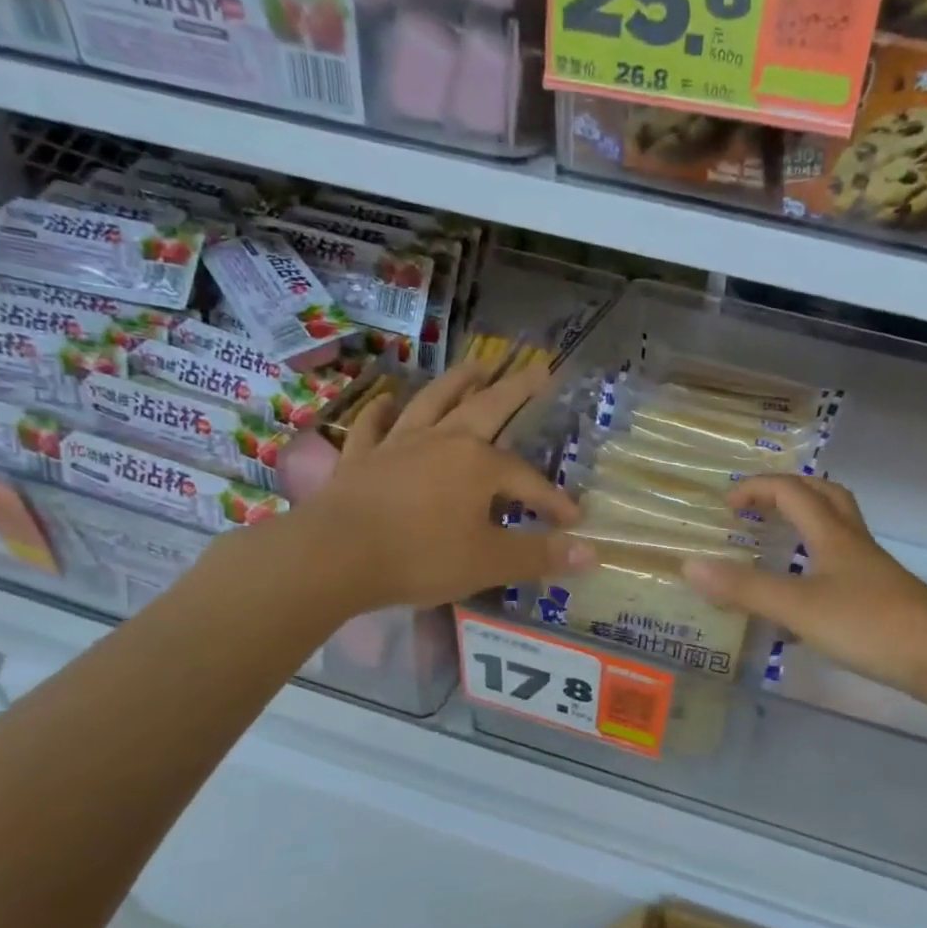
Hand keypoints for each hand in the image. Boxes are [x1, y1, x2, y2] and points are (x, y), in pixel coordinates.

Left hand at [272, 358, 587, 615]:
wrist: (334, 556)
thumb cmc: (421, 557)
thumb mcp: (490, 562)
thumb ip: (540, 555)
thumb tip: (592, 552)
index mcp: (478, 465)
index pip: (528, 481)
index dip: (553, 501)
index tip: (572, 520)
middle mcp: (443, 442)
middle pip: (486, 408)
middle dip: (516, 389)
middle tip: (539, 368)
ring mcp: (398, 445)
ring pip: (433, 403)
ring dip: (456, 382)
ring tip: (476, 365)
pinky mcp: (361, 458)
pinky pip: (374, 426)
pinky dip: (382, 411)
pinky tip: (387, 400)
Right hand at [681, 475, 926, 705]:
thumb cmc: (870, 624)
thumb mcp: (799, 606)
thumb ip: (745, 588)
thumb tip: (689, 565)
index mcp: (832, 535)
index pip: (792, 492)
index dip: (757, 489)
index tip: (727, 504)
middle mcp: (853, 544)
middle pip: (825, 496)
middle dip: (789, 491)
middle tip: (757, 507)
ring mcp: (871, 572)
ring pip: (837, 531)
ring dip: (806, 525)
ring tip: (777, 543)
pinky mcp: (881, 600)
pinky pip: (842, 567)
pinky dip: (816, 567)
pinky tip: (802, 598)